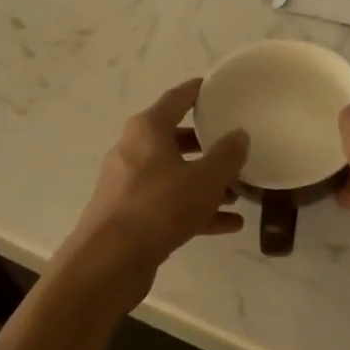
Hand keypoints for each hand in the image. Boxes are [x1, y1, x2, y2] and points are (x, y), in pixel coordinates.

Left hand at [65, 80, 248, 289]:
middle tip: (235, 146)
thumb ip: (227, 156)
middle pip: (175, 139)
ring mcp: (129, 185)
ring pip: (174, 175)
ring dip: (205, 182)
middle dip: (206, 144)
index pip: (177, 98)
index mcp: (147, 129)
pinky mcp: (131, 215)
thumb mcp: (205, 179)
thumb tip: (239, 135)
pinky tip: (228, 224)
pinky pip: (169, 204)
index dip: (198, 91)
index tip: (218, 88)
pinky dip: (195, 210)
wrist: (110, 260)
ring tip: (238, 193)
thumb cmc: (160, 207)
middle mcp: (134, 150)